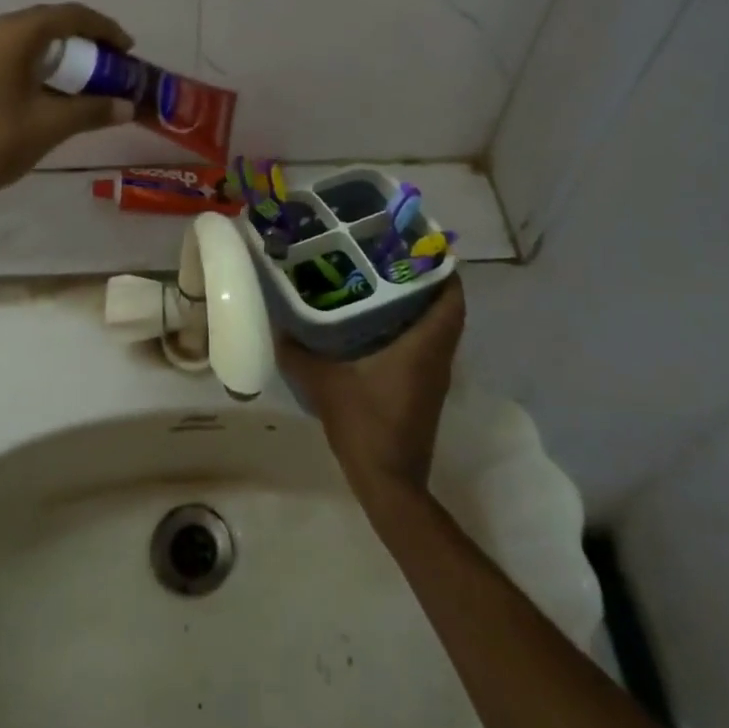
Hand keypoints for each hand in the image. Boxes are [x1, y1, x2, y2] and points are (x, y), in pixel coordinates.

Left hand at [0, 4, 134, 227]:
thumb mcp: (50, 125)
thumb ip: (93, 110)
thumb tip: (127, 107)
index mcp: (12, 34)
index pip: (69, 15)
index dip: (103, 28)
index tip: (128, 49)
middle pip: (48, 21)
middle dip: (84, 39)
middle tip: (111, 63)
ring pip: (28, 37)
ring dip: (61, 51)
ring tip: (88, 75)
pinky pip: (11, 51)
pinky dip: (38, 61)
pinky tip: (53, 85)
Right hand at [279, 276, 464, 504]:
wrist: (389, 483)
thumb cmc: (365, 424)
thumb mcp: (324, 383)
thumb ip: (299, 352)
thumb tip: (278, 325)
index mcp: (424, 346)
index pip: (450, 297)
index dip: (442, 267)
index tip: (420, 243)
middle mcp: (437, 357)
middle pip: (445, 308)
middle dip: (425, 280)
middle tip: (392, 257)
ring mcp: (434, 376)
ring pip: (437, 328)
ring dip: (419, 305)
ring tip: (381, 282)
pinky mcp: (424, 391)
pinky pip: (427, 346)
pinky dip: (411, 328)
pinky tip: (376, 324)